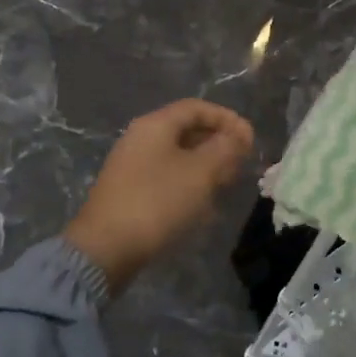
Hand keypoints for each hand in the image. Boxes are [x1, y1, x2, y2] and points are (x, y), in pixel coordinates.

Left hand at [66, 99, 254, 291]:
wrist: (105, 248)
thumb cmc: (157, 202)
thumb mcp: (200, 173)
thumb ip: (224, 148)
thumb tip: (238, 135)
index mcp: (155, 125)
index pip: (197, 108)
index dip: (227, 118)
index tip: (250, 138)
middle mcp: (140, 138)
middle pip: (186, 130)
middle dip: (217, 143)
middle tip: (241, 162)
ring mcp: (132, 166)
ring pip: (178, 156)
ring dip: (205, 165)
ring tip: (227, 183)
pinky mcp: (130, 192)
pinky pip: (167, 177)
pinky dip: (189, 183)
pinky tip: (203, 206)